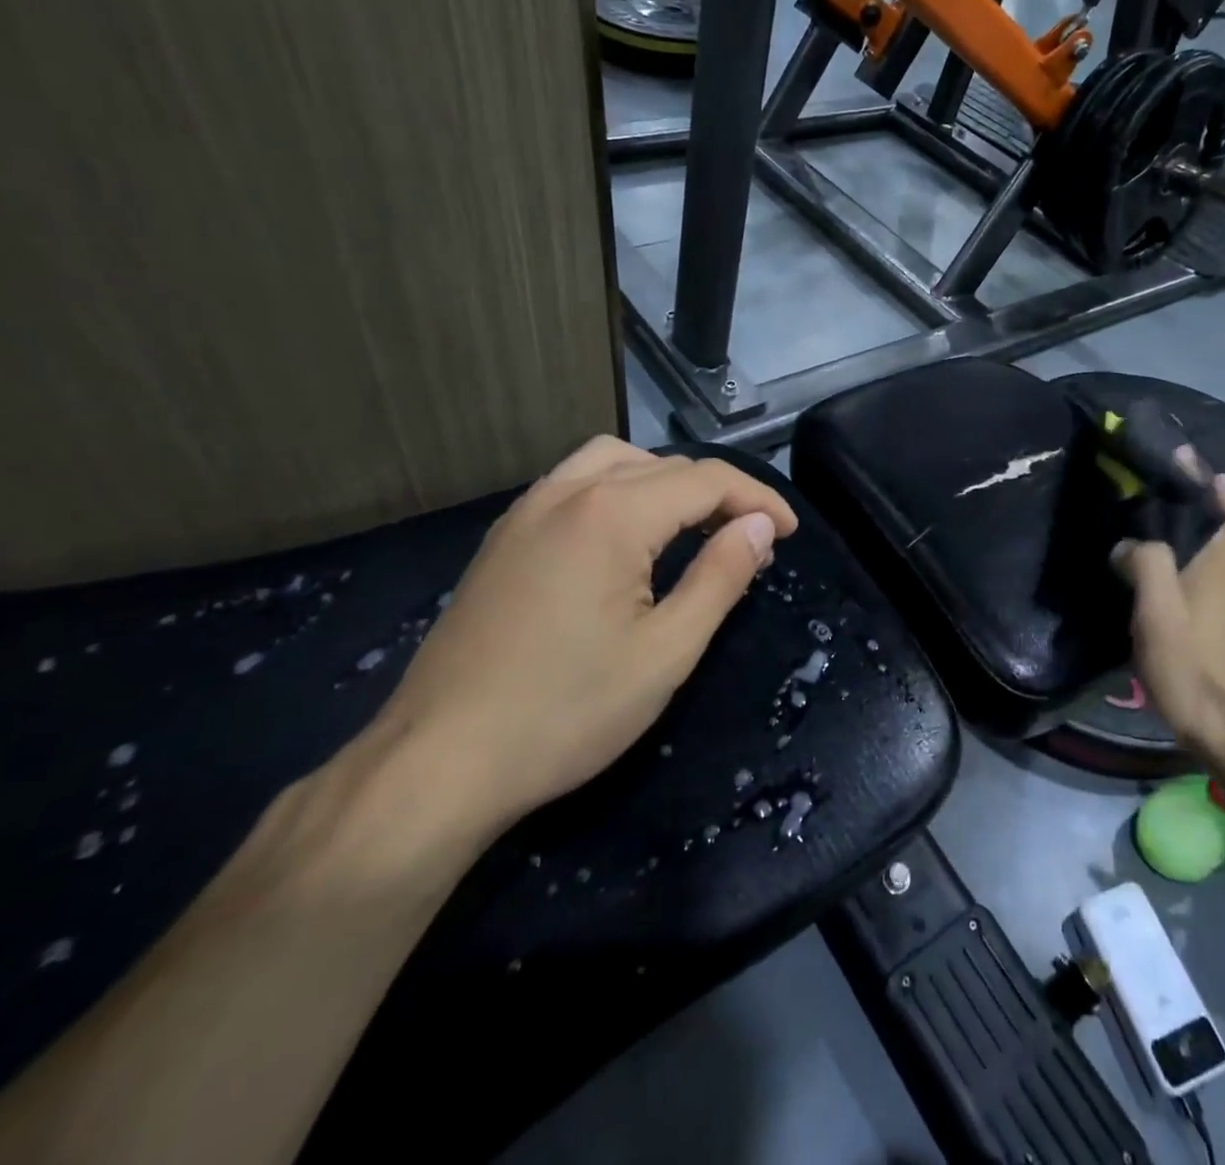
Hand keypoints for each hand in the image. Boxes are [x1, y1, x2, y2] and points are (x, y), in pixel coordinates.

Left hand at [359, 437, 798, 845]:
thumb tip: (759, 526)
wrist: (437, 763)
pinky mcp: (503, 537)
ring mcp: (526, 511)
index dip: (758, 499)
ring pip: (615, 462)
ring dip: (666, 482)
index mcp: (611, 514)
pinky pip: (575, 483)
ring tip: (693, 526)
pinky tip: (626, 537)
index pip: (706, 480)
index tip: (788, 533)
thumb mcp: (666, 652)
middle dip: (719, 494)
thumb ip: (720, 577)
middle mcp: (567, 492)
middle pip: (664, 466)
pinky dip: (620, 490)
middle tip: (750, 542)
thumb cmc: (566, 712)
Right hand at [1112, 460, 1224, 782]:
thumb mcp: (1156, 613)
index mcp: (1223, 562)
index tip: (1186, 457)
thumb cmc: (1194, 668)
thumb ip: (1144, 563)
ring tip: (1223, 515)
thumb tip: (1130, 542)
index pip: (1216, 506)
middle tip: (1200, 482)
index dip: (1201, 480)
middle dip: (1221, 500)